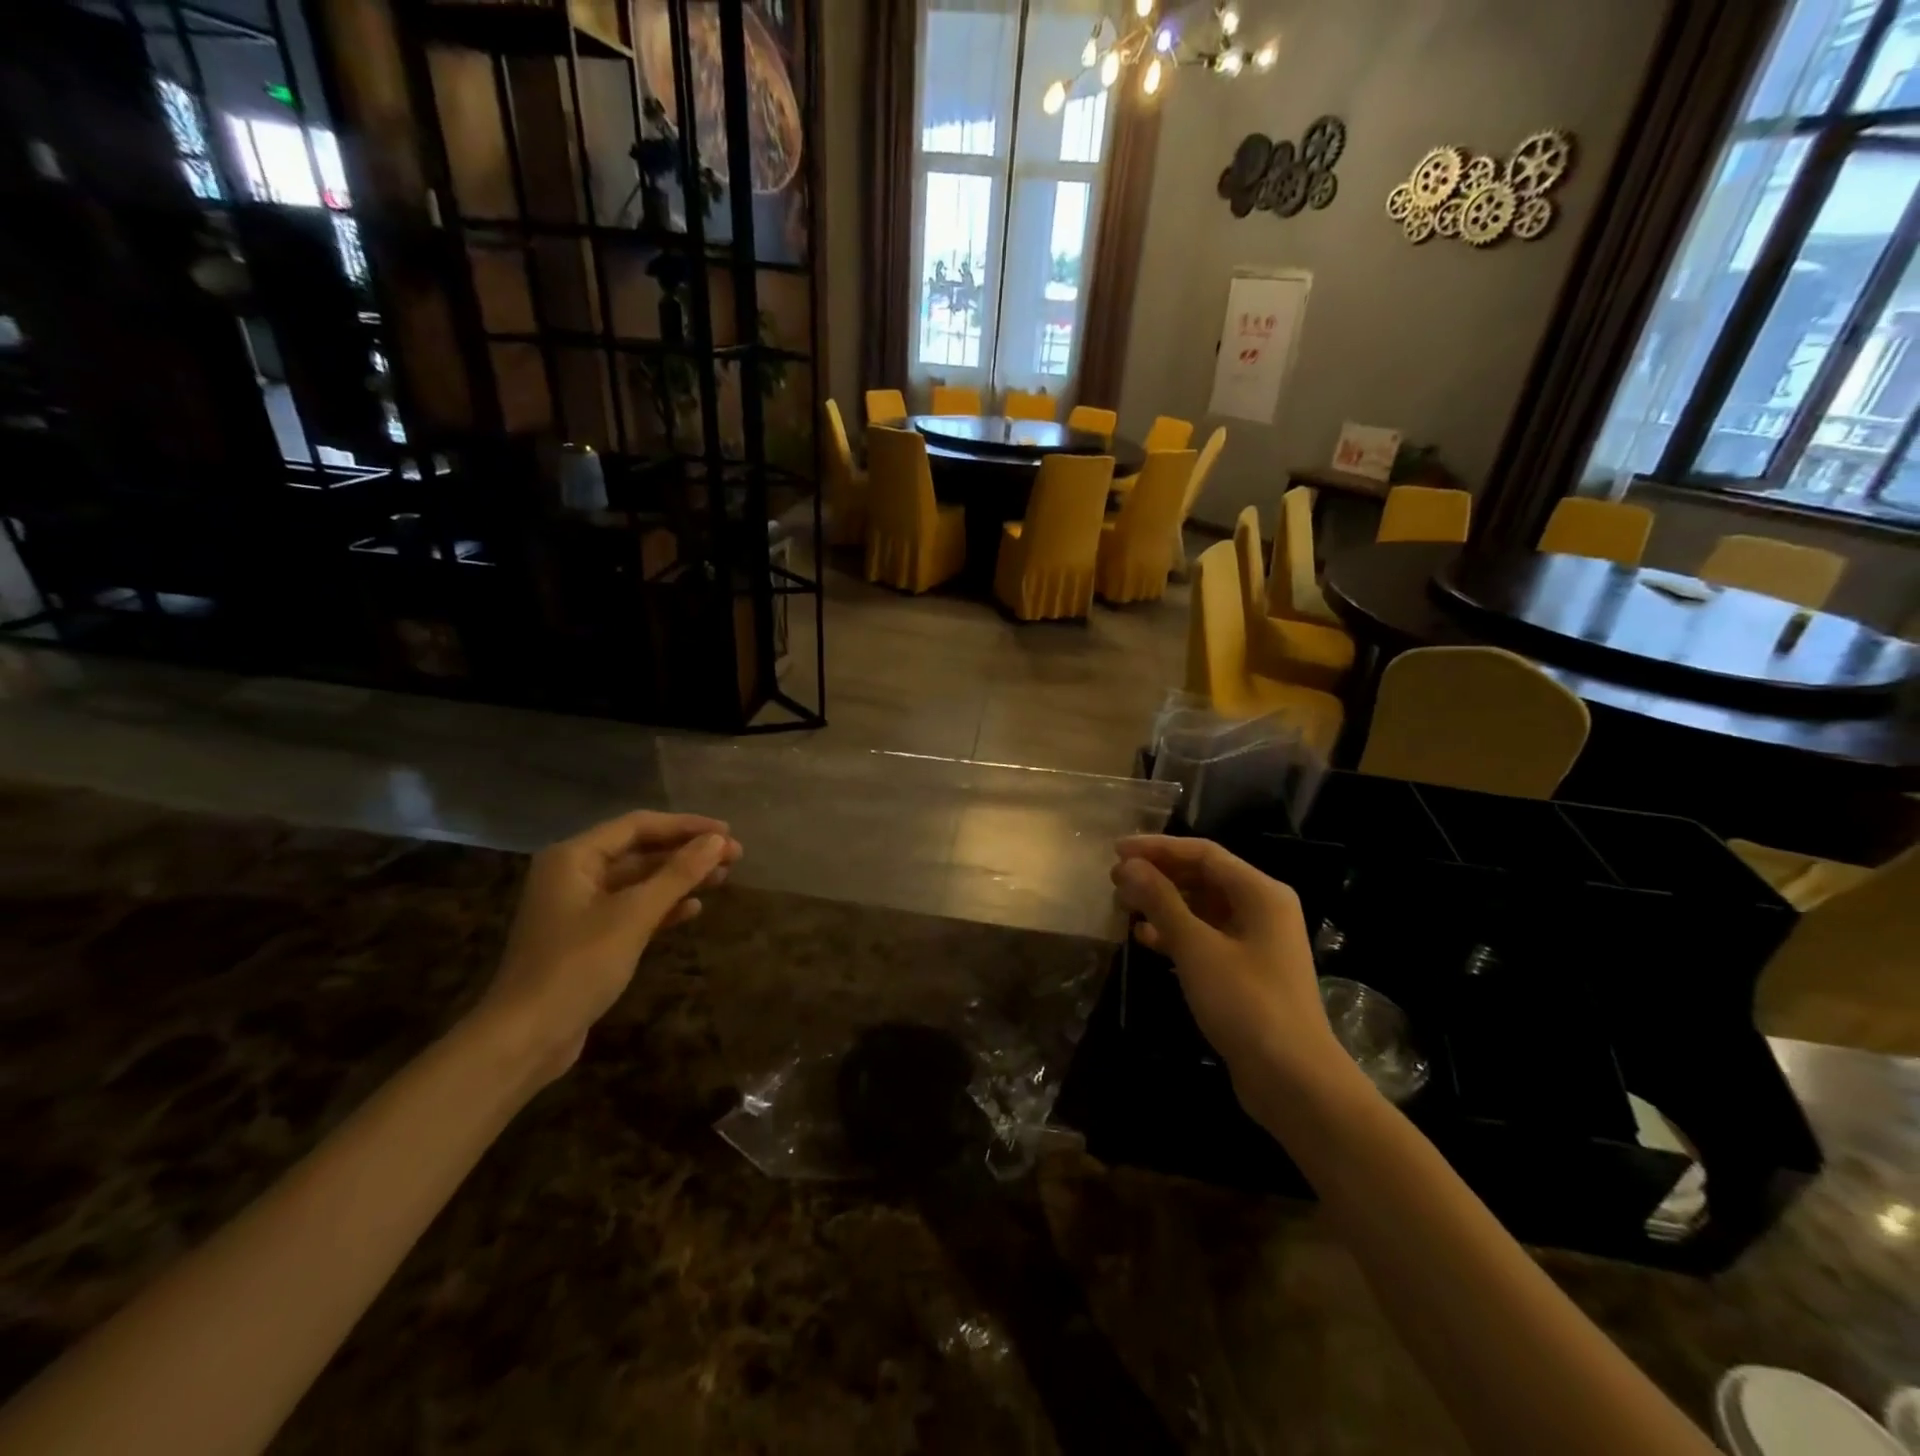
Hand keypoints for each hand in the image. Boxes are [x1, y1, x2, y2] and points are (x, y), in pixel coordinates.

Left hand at [477, 811, 741, 1080]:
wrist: (525, 1038)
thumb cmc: (577, 966)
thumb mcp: (633, 916)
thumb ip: (677, 874)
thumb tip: (718, 841)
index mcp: (574, 857)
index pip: (638, 826)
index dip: (686, 826)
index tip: (728, 833)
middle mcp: (574, 873)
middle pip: (640, 850)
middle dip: (687, 852)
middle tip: (735, 857)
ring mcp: (580, 907)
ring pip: (640, 881)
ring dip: (680, 878)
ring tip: (723, 878)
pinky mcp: (589, 937)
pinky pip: (633, 909)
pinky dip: (663, 906)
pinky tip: (693, 909)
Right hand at [1111, 835, 1341, 1107]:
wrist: (1293, 1080)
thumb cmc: (1245, 1003)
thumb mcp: (1196, 947)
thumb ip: (1161, 901)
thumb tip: (1128, 866)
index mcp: (1260, 893)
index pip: (1203, 853)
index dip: (1157, 848)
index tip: (1117, 850)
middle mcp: (1262, 909)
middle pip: (1203, 877)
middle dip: (1159, 875)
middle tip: (1116, 880)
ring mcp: (1256, 941)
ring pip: (1202, 908)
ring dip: (1164, 904)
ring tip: (1124, 906)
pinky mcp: (1247, 971)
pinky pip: (1206, 936)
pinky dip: (1176, 933)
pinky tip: (1146, 940)